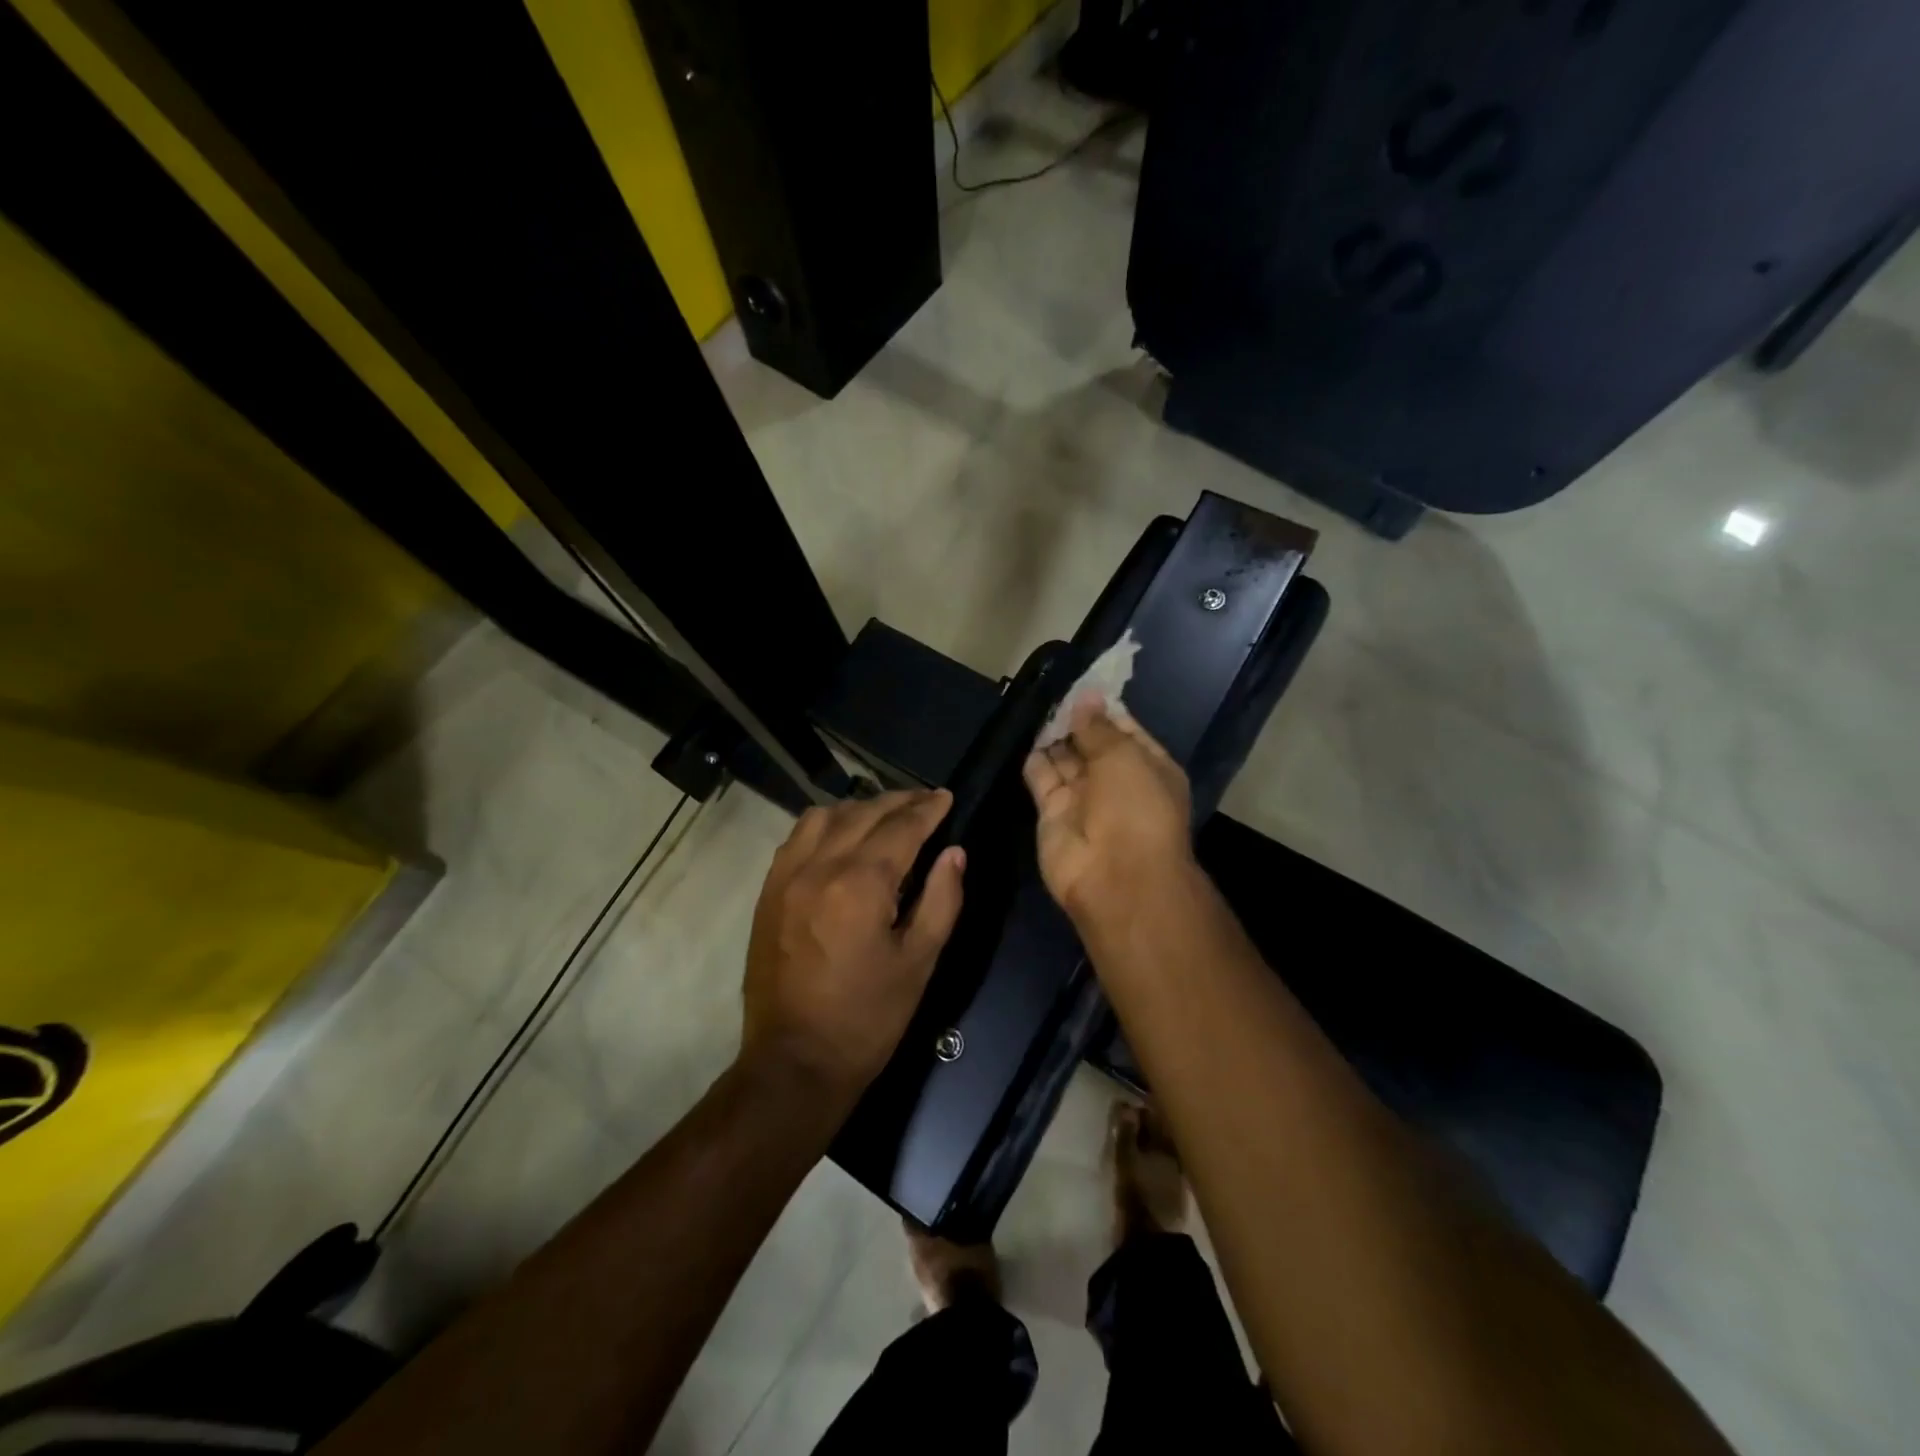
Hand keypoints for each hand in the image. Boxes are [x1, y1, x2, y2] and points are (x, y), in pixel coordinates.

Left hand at [741, 789, 965, 1105]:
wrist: (795, 1061)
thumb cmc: (868, 1018)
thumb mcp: (919, 962)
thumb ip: (941, 900)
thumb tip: (954, 853)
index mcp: (860, 884)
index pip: (901, 828)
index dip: (928, 809)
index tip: (946, 797)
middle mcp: (819, 867)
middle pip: (864, 813)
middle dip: (899, 802)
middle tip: (926, 801)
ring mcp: (786, 876)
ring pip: (825, 816)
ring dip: (860, 807)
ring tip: (886, 814)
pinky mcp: (768, 891)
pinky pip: (797, 837)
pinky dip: (825, 824)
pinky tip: (841, 834)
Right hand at [1022, 695, 1193, 923]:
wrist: (1116, 878)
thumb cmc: (1135, 808)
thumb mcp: (1124, 756)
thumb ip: (1099, 727)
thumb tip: (1086, 698)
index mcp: (1148, 768)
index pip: (1124, 731)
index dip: (1103, 710)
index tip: (1081, 686)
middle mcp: (1116, 783)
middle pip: (1091, 745)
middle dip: (1075, 721)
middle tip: (1053, 692)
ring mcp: (1083, 801)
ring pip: (1065, 761)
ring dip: (1053, 737)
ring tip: (1036, 706)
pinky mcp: (1052, 815)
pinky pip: (1042, 780)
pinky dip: (1035, 760)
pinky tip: (1026, 733)